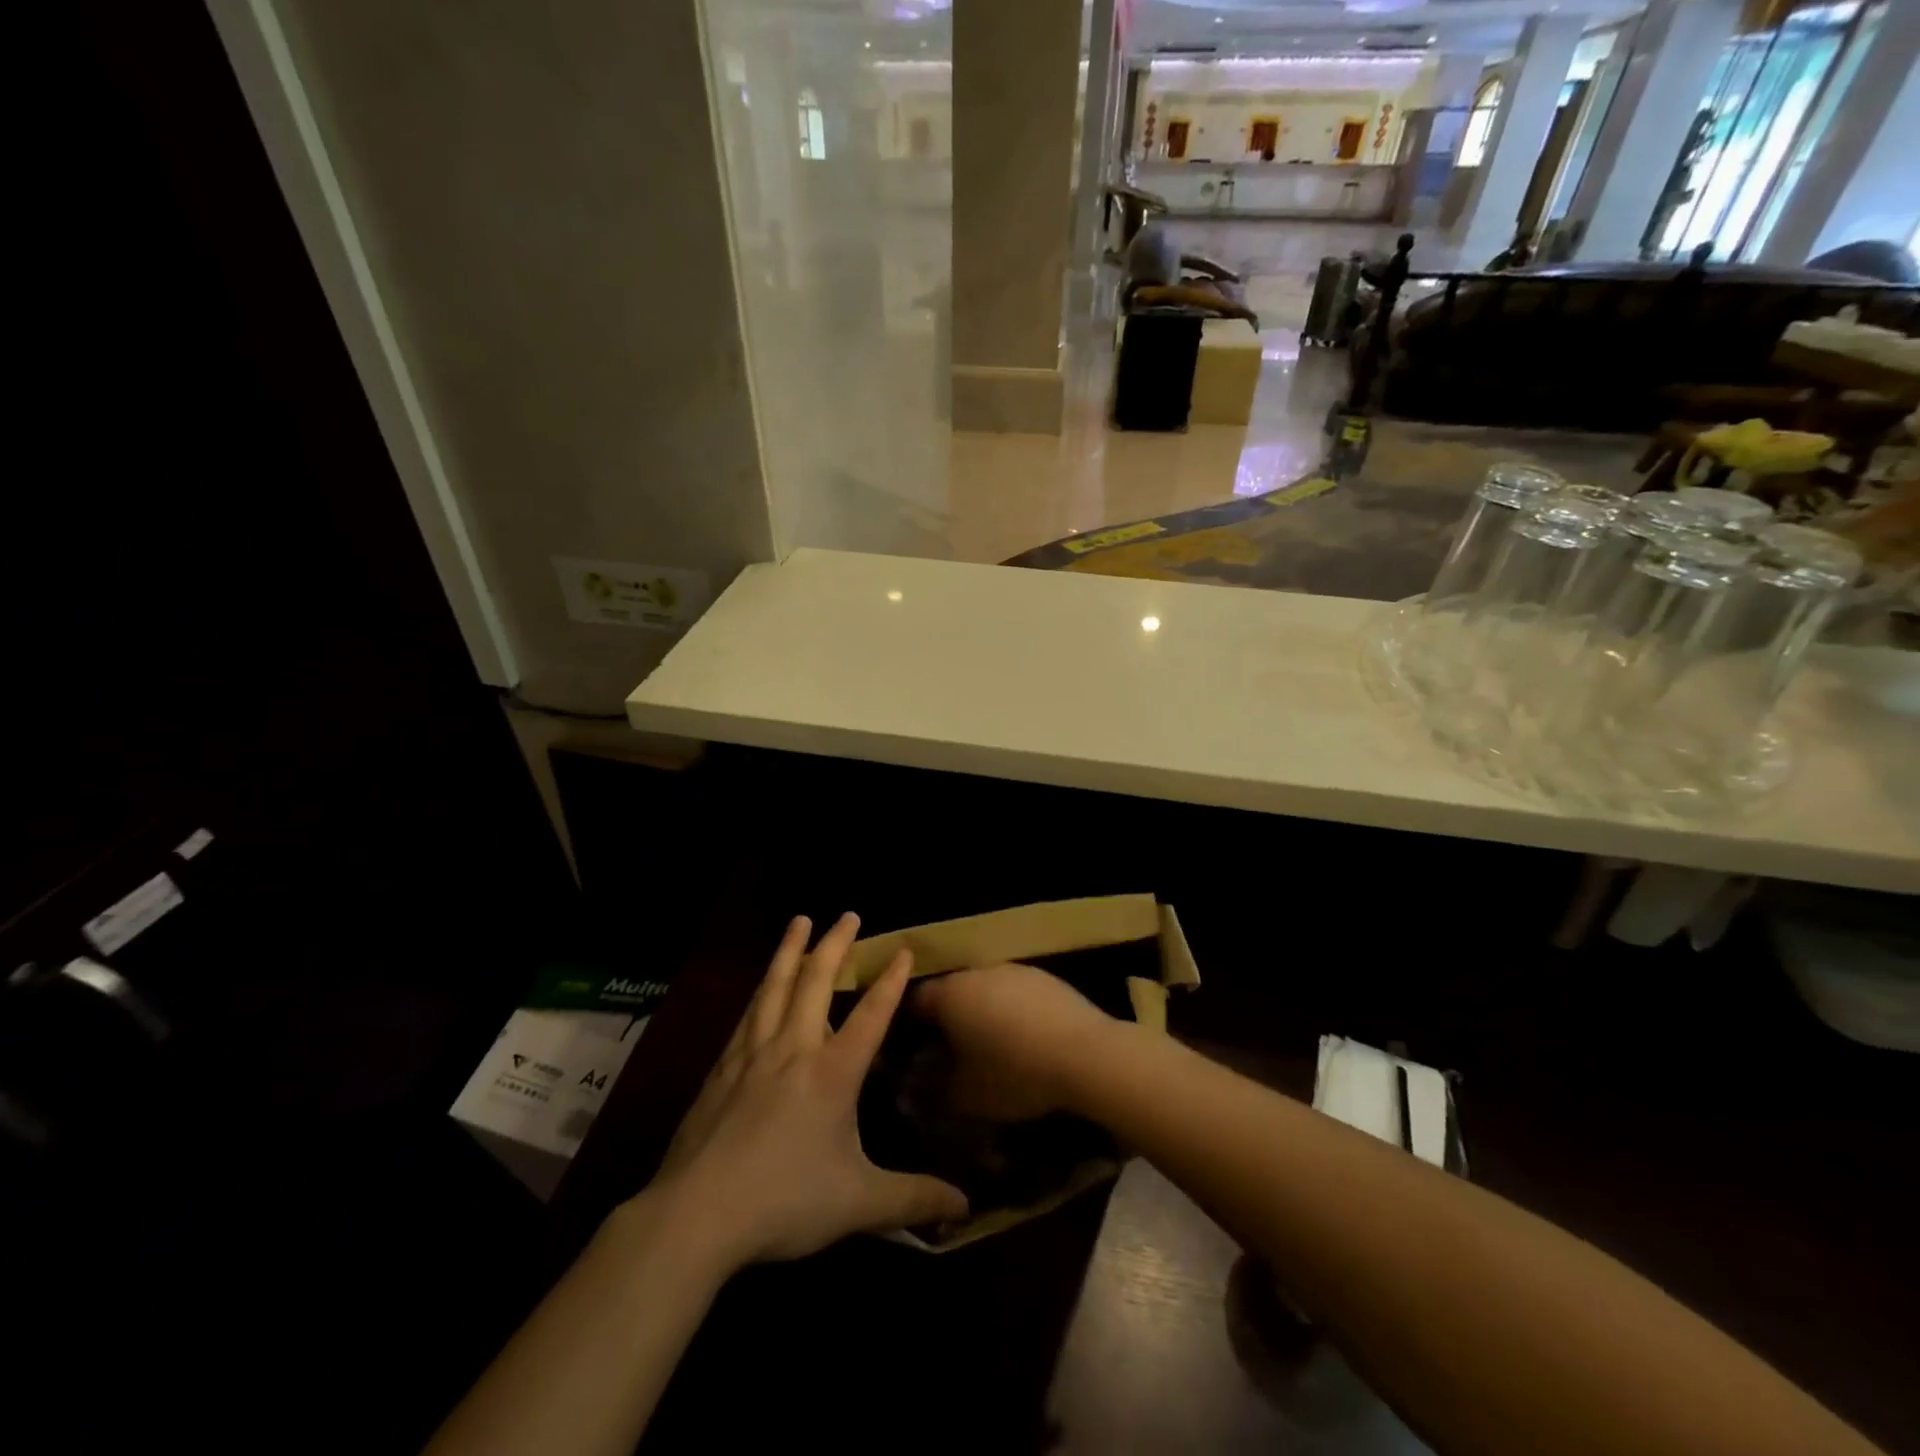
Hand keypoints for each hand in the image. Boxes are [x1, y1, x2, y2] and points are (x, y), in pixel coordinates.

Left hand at [647, 913, 968, 1267]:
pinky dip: (761, 989)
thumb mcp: (859, 1204)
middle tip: (847, 914)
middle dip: (835, 944)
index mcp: (832, 1073)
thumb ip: (913, 1200)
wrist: (696, 1215)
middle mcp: (793, 1050)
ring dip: (791, 950)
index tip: (902, 949)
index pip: (870, 1015)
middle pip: (816, 982)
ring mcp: (752, 1054)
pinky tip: (761, 985)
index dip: (889, 981)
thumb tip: (965, 1206)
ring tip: (799, 921)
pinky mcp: (721, 1068)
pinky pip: (748, 1014)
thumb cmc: (784, 1202)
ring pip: (775, 987)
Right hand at [910, 963, 1120, 1122]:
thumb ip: (932, 1088)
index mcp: (950, 993)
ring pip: (984, 989)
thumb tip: (913, 1085)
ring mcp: (1013, 969)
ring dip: (980, 1012)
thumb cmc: (1014, 1073)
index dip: (908, 1025)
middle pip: (951, 991)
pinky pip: (1013, 992)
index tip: (910, 1050)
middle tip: (949, 1051)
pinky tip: (1022, 1038)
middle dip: (946, 1018)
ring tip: (988, 1046)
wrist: (1085, 1054)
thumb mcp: (965, 1094)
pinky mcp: (1043, 976)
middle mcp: (977, 972)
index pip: (914, 1000)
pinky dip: (1010, 1010)